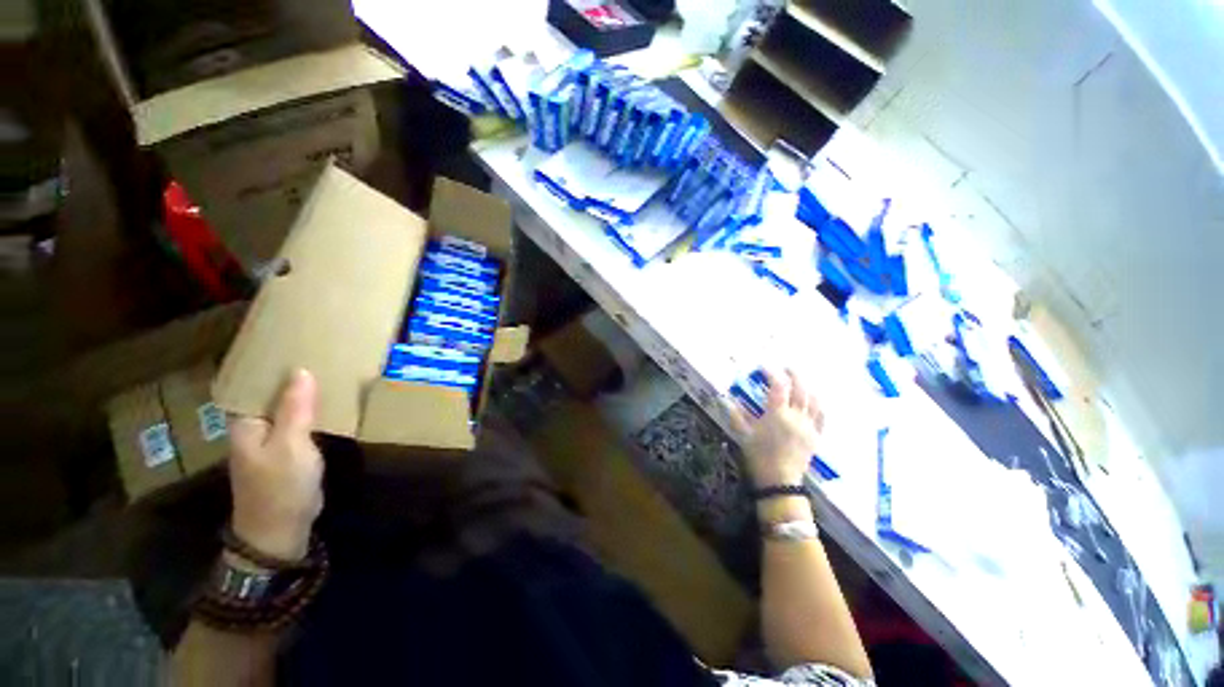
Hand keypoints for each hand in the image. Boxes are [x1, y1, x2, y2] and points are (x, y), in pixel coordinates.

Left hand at [228, 369, 323, 560]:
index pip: (254, 385)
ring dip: (303, 393)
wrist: (280, 530)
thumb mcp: (290, 445)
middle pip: (271, 395)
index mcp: (245, 423)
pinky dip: (311, 411)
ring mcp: (271, 441)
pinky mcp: (287, 452)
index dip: (271, 365)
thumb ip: (295, 409)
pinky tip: (328, 402)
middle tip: (319, 353)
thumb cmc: (280, 486)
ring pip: (286, 408)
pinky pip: (298, 423)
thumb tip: (300, 370)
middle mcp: (254, 428)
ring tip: (327, 371)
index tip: (295, 345)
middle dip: (291, 376)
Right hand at [726, 369, 823, 488]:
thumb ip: (736, 414)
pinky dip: (818, 404)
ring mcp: (808, 426)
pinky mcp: (815, 436)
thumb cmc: (759, 456)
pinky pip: (821, 416)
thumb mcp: (743, 434)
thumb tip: (728, 399)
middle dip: (794, 375)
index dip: (772, 374)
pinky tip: (814, 401)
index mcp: (777, 415)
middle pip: (800, 389)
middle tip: (787, 368)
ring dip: (808, 387)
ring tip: (801, 381)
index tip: (764, 367)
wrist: (779, 480)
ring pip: (814, 400)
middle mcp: (796, 417)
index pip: (778, 387)